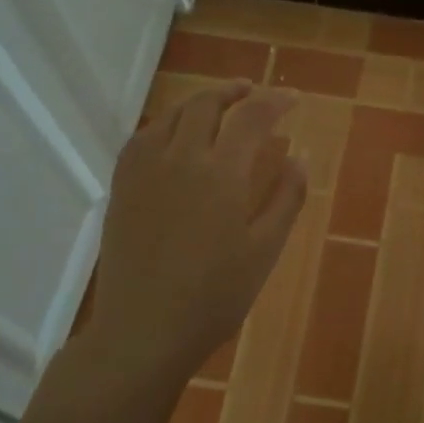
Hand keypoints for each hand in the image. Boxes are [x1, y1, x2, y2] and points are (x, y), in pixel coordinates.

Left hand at [85, 82, 306, 387]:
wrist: (143, 330)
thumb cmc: (214, 296)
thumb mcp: (265, 251)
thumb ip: (286, 198)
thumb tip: (300, 156)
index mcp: (221, 174)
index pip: (252, 118)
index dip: (276, 101)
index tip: (293, 98)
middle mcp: (180, 159)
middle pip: (206, 105)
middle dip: (234, 91)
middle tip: (254, 92)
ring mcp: (144, 171)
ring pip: (171, 116)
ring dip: (199, 102)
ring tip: (218, 106)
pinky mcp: (122, 188)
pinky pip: (142, 138)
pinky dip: (165, 124)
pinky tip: (173, 136)